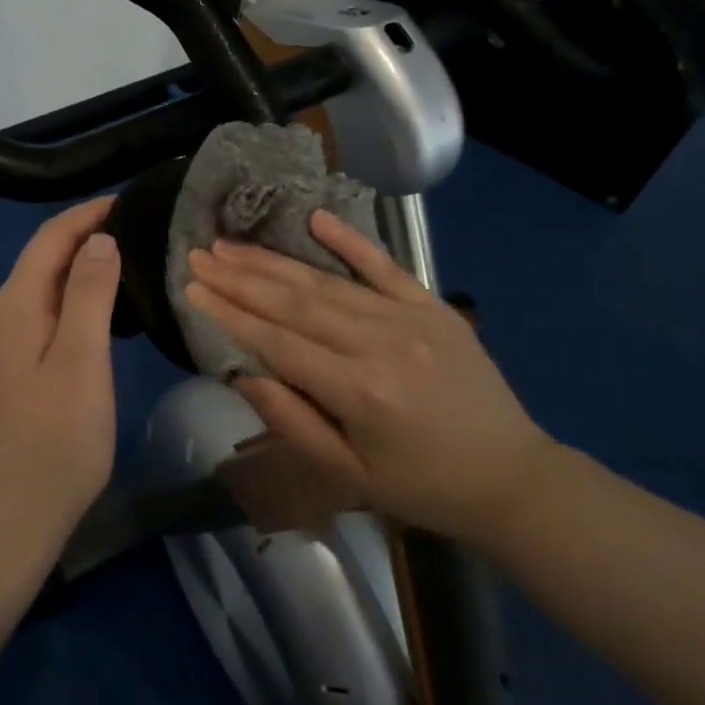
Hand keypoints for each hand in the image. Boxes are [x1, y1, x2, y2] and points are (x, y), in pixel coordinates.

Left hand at [0, 198, 121, 559]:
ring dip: (74, 273)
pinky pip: (32, 320)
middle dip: (82, 240)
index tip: (126, 201)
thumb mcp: (82, 361)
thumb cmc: (53, 443)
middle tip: (135, 234)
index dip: (86, 215)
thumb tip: (99, 239)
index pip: (49, 238)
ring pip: (36, 292)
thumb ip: (90, 294)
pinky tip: (90, 320)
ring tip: (122, 270)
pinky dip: (63, 305)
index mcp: (11, 306)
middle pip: (39, 262)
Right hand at [185, 209, 553, 544]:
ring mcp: (409, 317)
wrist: (512, 476)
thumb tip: (242, 372)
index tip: (192, 289)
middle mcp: (379, 343)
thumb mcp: (350, 476)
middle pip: (294, 302)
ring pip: (326, 282)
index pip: (278, 342)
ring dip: (273, 261)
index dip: (230, 314)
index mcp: (359, 391)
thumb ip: (293, 423)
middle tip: (199, 255)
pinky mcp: (431, 304)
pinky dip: (348, 240)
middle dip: (240, 277)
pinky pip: (383, 265)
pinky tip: (314, 217)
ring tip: (230, 244)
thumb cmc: (422, 487)